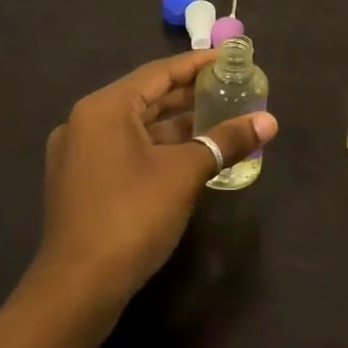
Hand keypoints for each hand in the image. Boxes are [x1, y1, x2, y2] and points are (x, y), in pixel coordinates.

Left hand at [36, 50, 277, 310]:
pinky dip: (158, 148)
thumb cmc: (132, 216)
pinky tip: (190, 156)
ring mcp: (79, 155)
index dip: (197, 65)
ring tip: (218, 120)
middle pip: (146, 97)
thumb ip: (226, 141)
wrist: (78, 288)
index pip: (159, 72)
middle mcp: (86, 123)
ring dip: (176, 125)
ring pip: (137, 128)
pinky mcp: (82, 183)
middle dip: (189, 95)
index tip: (229, 60)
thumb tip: (269, 121)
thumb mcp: (185, 173)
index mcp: (105, 108)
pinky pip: (126, 151)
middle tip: (230, 88)